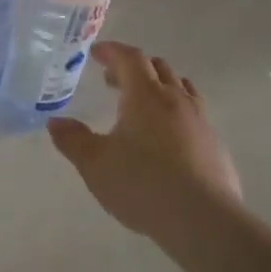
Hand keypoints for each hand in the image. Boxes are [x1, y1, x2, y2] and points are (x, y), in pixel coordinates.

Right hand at [46, 42, 241, 241]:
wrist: (202, 220)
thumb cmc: (142, 184)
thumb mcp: (94, 164)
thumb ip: (73, 140)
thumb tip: (56, 122)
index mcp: (145, 96)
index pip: (130, 58)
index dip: (112, 51)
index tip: (96, 53)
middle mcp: (176, 100)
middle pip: (158, 68)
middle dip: (133, 68)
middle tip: (112, 80)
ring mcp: (200, 122)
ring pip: (181, 89)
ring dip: (158, 87)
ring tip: (141, 105)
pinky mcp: (215, 145)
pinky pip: (193, 115)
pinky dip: (174, 113)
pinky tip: (165, 139)